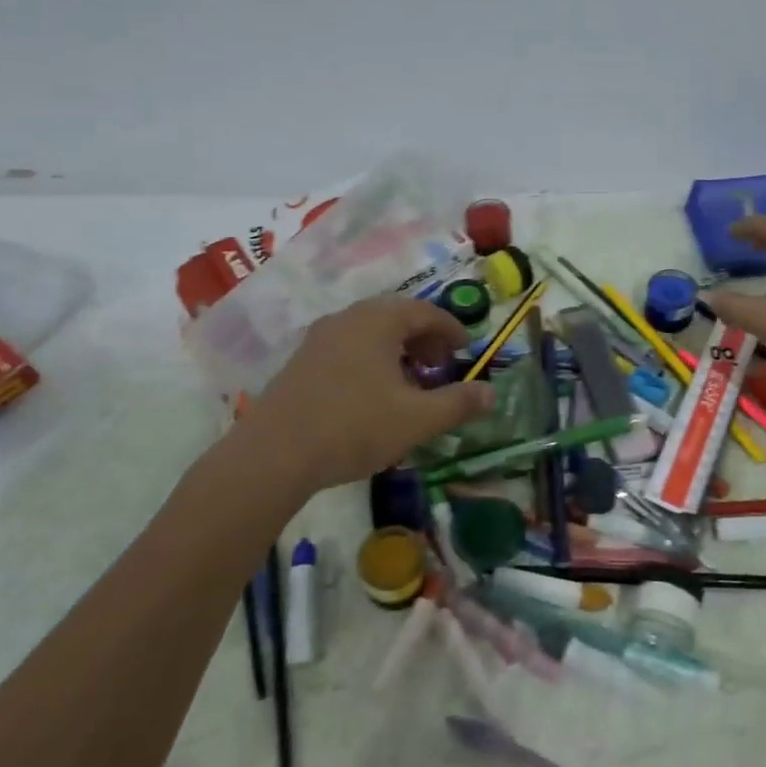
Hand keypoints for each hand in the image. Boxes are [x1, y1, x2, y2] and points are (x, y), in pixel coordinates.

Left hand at [239, 296, 494, 495]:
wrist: (274, 454)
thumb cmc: (354, 427)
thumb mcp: (417, 419)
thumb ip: (458, 403)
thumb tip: (491, 393)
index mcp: (378, 321)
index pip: (425, 311)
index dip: (450, 329)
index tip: (466, 349)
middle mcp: (348, 318)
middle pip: (395, 316)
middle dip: (424, 338)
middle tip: (440, 364)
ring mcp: (319, 338)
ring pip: (369, 332)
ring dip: (396, 350)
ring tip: (410, 382)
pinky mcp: (300, 362)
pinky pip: (347, 348)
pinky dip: (370, 360)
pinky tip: (372, 394)